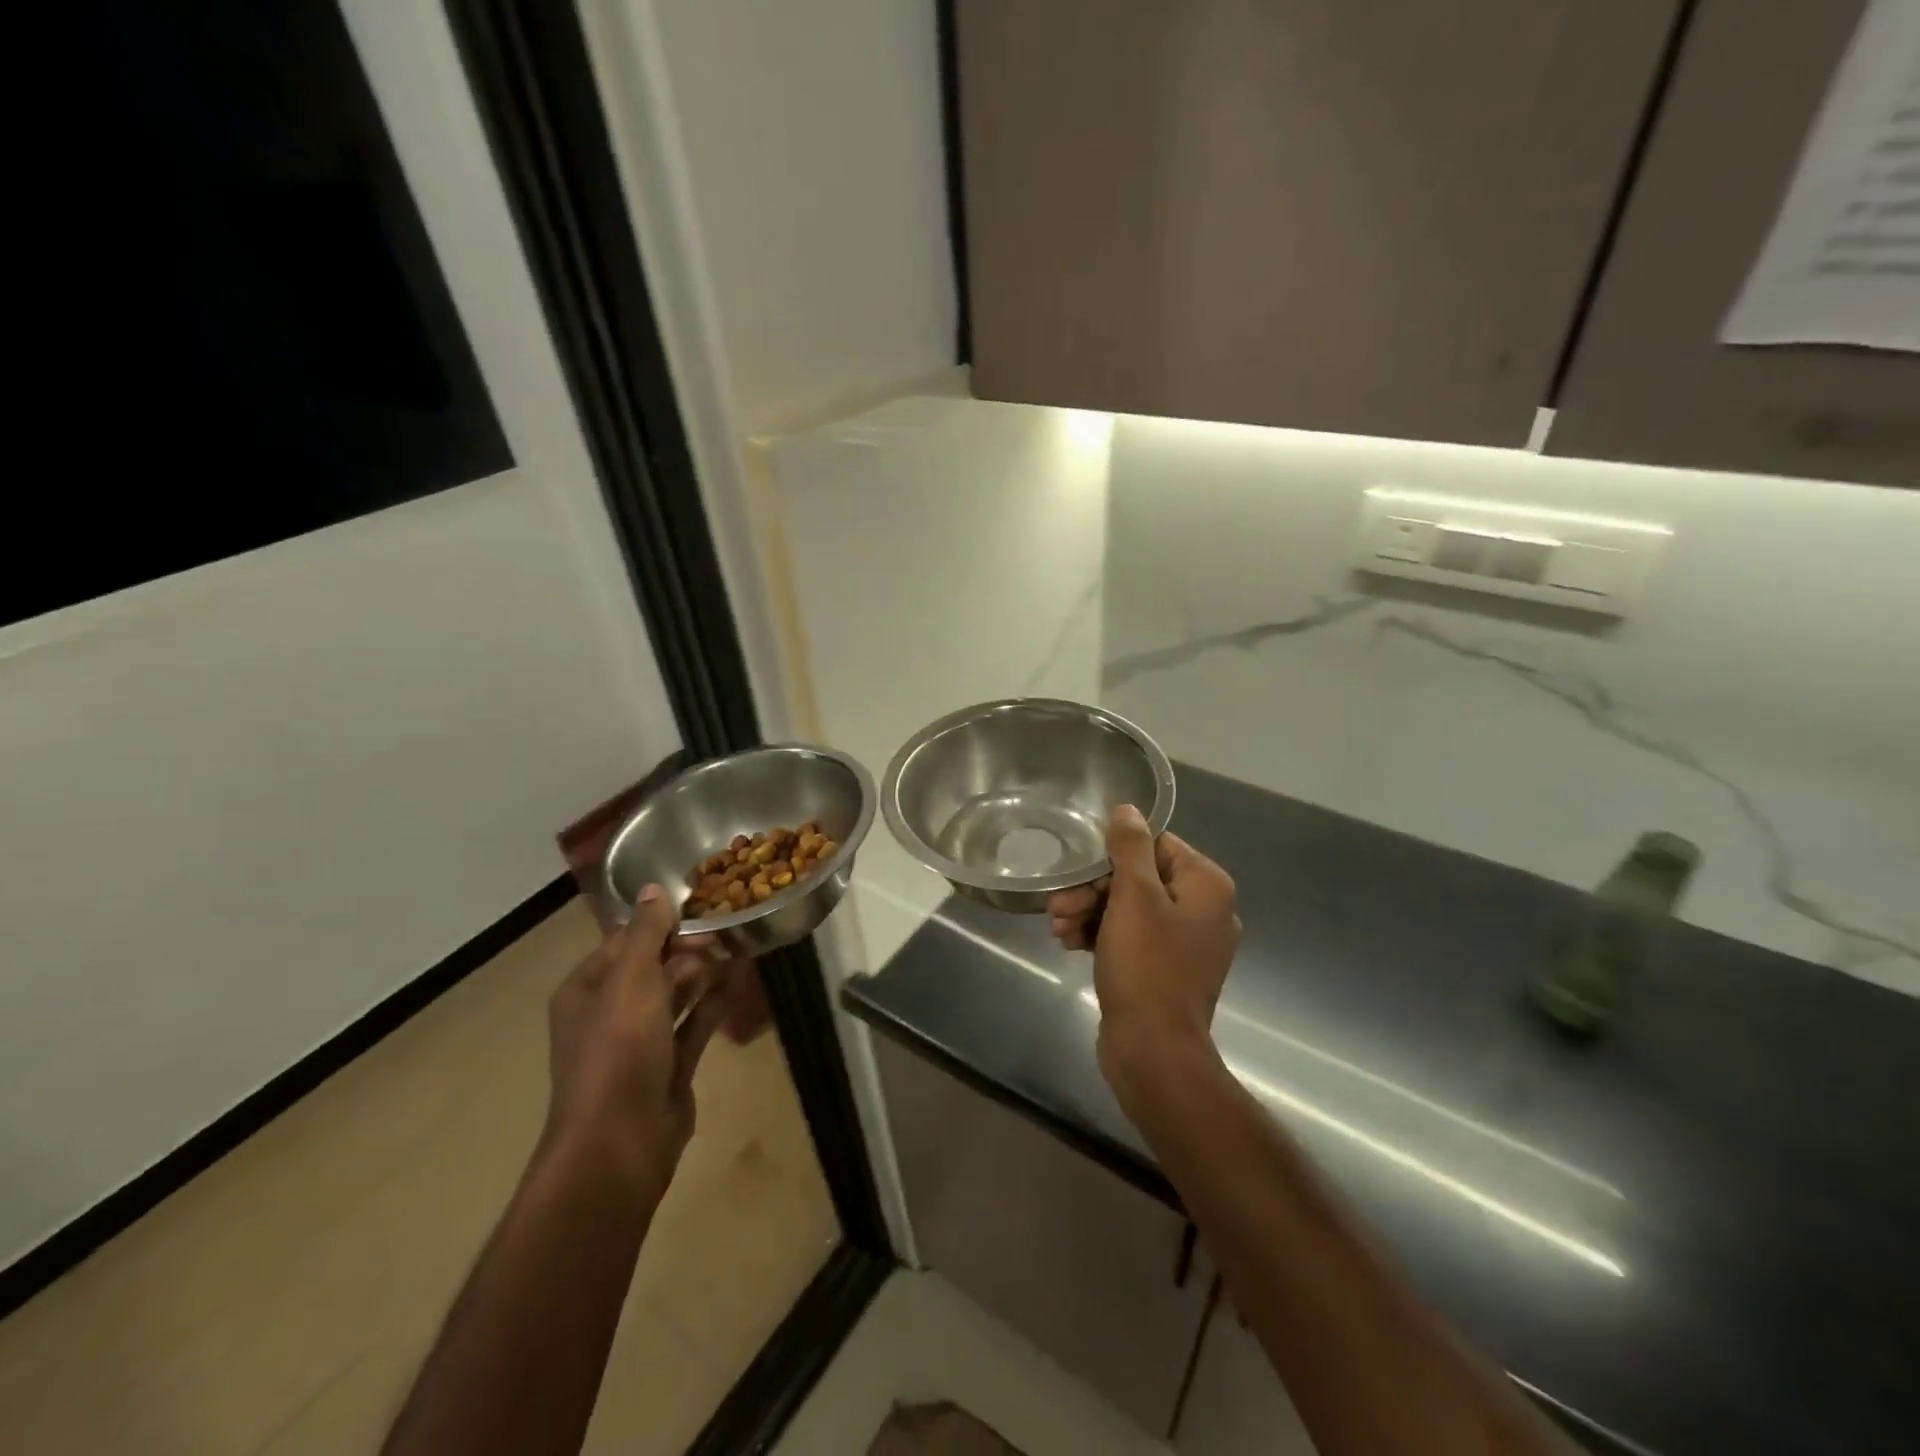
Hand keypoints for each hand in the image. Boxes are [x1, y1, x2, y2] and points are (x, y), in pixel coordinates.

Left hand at [543, 885, 733, 1189]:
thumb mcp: (631, 982)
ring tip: (739, 946)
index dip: (660, 923)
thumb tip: (653, 887)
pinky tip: (738, 983)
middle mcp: (610, 1013)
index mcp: (587, 990)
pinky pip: (693, 1025)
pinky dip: (713, 1003)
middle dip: (688, 947)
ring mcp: (640, 1043)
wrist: (620, 1143)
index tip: (700, 905)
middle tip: (727, 928)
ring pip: (675, 995)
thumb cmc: (618, 1052)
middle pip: (652, 968)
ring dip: (704, 972)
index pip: (624, 942)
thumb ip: (646, 933)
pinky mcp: (668, 1067)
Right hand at [1046, 805, 1239, 1088]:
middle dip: (1093, 890)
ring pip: (1129, 909)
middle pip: (1139, 878)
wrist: (1154, 1052)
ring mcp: (1185, 943)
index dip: (1112, 856)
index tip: (1080, 872)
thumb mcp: (1134, 897)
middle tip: (1058, 905)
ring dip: (1089, 912)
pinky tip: (1069, 945)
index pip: (1156, 845)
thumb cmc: (1147, 966)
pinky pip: (1131, 937)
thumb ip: (1130, 847)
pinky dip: (1101, 936)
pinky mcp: (1165, 970)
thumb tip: (1128, 809)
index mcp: (1207, 886)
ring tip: (1057, 928)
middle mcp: (1203, 910)